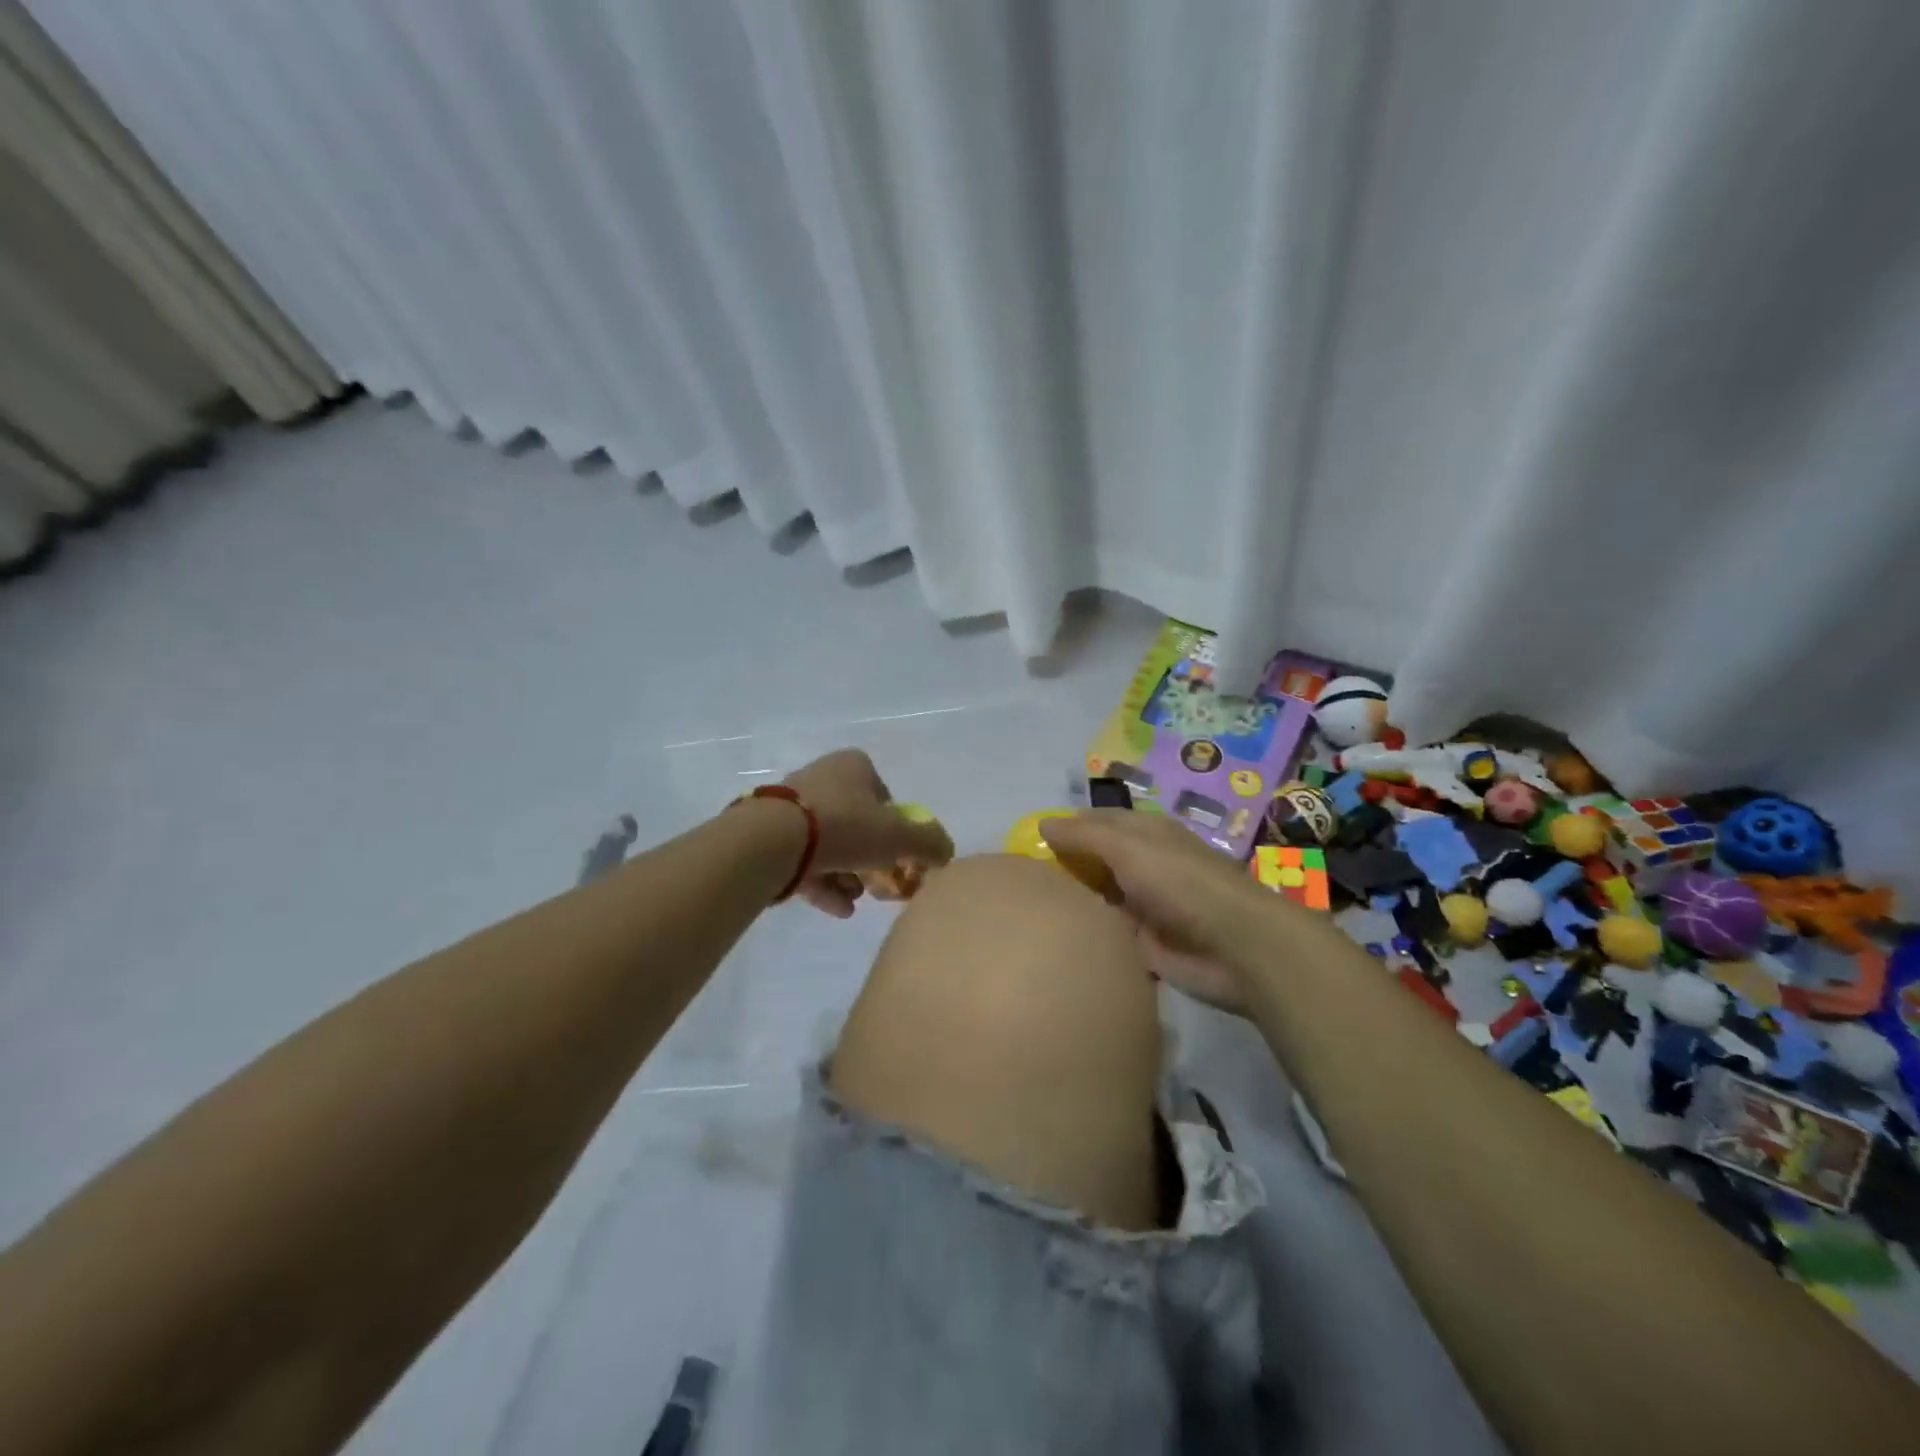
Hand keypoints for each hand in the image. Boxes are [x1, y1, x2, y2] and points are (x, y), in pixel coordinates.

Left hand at [781, 749, 954, 917]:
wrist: (772, 840)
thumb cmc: (844, 827)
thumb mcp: (899, 836)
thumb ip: (929, 843)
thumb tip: (946, 852)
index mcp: (854, 766)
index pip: (885, 798)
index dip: (897, 830)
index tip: (899, 858)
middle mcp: (822, 778)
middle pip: (857, 823)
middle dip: (870, 859)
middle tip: (879, 885)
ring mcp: (792, 806)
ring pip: (830, 844)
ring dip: (848, 874)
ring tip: (856, 901)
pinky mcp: (770, 834)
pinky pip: (804, 859)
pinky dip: (824, 883)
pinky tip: (838, 909)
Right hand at [1040, 810, 1283, 1013]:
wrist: (1236, 947)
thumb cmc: (1182, 883)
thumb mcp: (1128, 847)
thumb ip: (1084, 836)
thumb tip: (1042, 824)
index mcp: (1145, 835)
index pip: (1096, 823)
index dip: (1064, 828)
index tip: (1026, 842)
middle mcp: (1143, 866)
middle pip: (1094, 862)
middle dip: (1063, 868)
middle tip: (1018, 881)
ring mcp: (1144, 906)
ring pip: (1098, 898)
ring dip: (1073, 903)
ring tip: (1026, 911)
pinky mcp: (1144, 945)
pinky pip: (1107, 934)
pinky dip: (1087, 935)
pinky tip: (1053, 939)